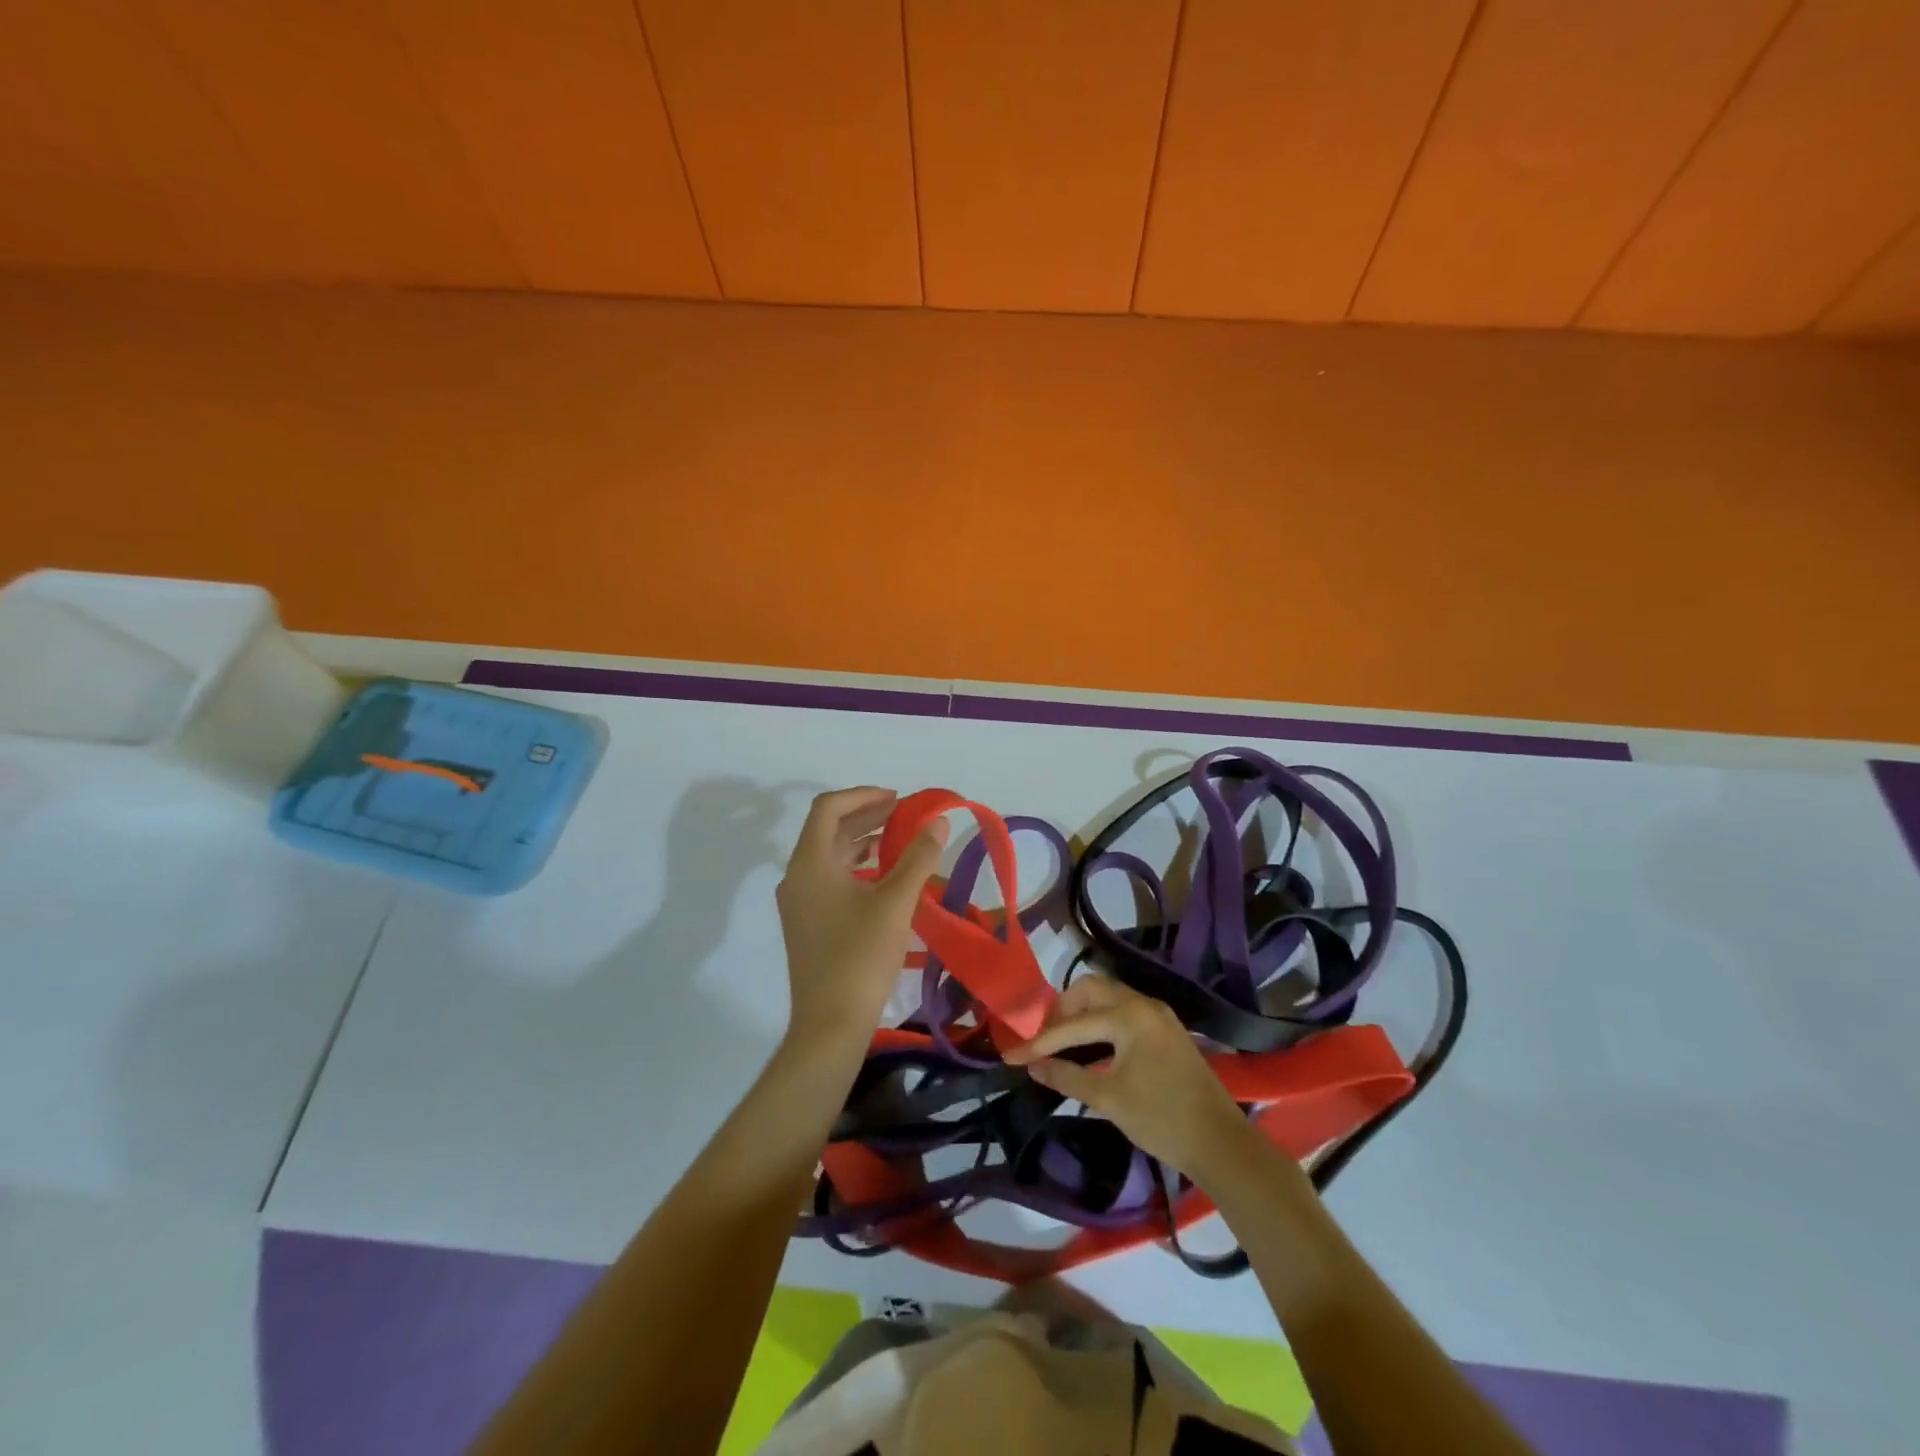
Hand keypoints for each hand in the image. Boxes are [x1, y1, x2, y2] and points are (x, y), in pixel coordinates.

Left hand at [775, 787, 948, 1053]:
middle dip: (867, 816)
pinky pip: (830, 879)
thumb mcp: (896, 903)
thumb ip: (918, 857)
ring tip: (900, 842)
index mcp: (810, 863)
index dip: (863, 795)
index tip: (897, 800)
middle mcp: (797, 876)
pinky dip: (857, 868)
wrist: (829, 1024)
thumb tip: (938, 823)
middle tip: (904, 816)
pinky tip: (885, 878)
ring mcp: (799, 902)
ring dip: (863, 842)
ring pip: (830, 856)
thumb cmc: (860, 957)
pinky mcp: (807, 923)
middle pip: (828, 830)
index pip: (828, 808)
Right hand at [1004, 973, 1250, 1178]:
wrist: (1220, 1143)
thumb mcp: (1108, 1099)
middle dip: (1062, 1011)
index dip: (1039, 1042)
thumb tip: (1033, 1066)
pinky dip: (1101, 1020)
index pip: (1073, 1024)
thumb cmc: (1161, 1119)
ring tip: (1060, 1041)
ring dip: (1081, 1013)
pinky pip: (1123, 1010)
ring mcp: (1158, 1014)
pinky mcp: (1165, 1029)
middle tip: (1043, 1039)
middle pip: (1091, 990)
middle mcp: (1143, 1004)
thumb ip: (1067, 1076)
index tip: (1011, 1055)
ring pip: (1108, 997)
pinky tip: (1089, 1045)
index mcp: (1129, 1016)